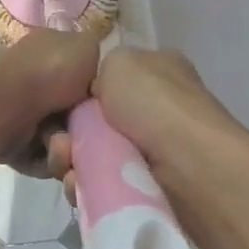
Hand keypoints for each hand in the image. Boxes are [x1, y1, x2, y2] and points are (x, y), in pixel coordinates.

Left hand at [0, 30, 101, 175]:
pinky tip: (52, 152)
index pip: (82, 77)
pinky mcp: (14, 144)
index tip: (108, 107)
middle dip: (86, 129)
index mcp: (49, 55)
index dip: (98, 94)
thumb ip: (96, 55)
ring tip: (63, 143)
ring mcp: (22, 114)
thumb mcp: (86, 46)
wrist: (7, 102)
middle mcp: (35, 83)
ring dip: (68, 147)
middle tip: (89, 133)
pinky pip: (46, 159)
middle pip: (76, 115)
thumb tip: (97, 71)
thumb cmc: (51, 70)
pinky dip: (51, 159)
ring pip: (62, 141)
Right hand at [42, 46, 241, 199]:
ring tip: (67, 164)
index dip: (76, 95)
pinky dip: (83, 186)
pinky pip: (98, 184)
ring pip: (89, 155)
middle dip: (67, 134)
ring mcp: (149, 151)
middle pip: (90, 122)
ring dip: (68, 161)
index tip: (59, 107)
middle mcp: (153, 110)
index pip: (104, 81)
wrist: (188, 165)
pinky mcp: (143, 187)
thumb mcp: (119, 61)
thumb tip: (92, 99)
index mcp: (155, 73)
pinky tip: (79, 185)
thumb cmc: (154, 103)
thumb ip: (97, 72)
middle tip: (61, 143)